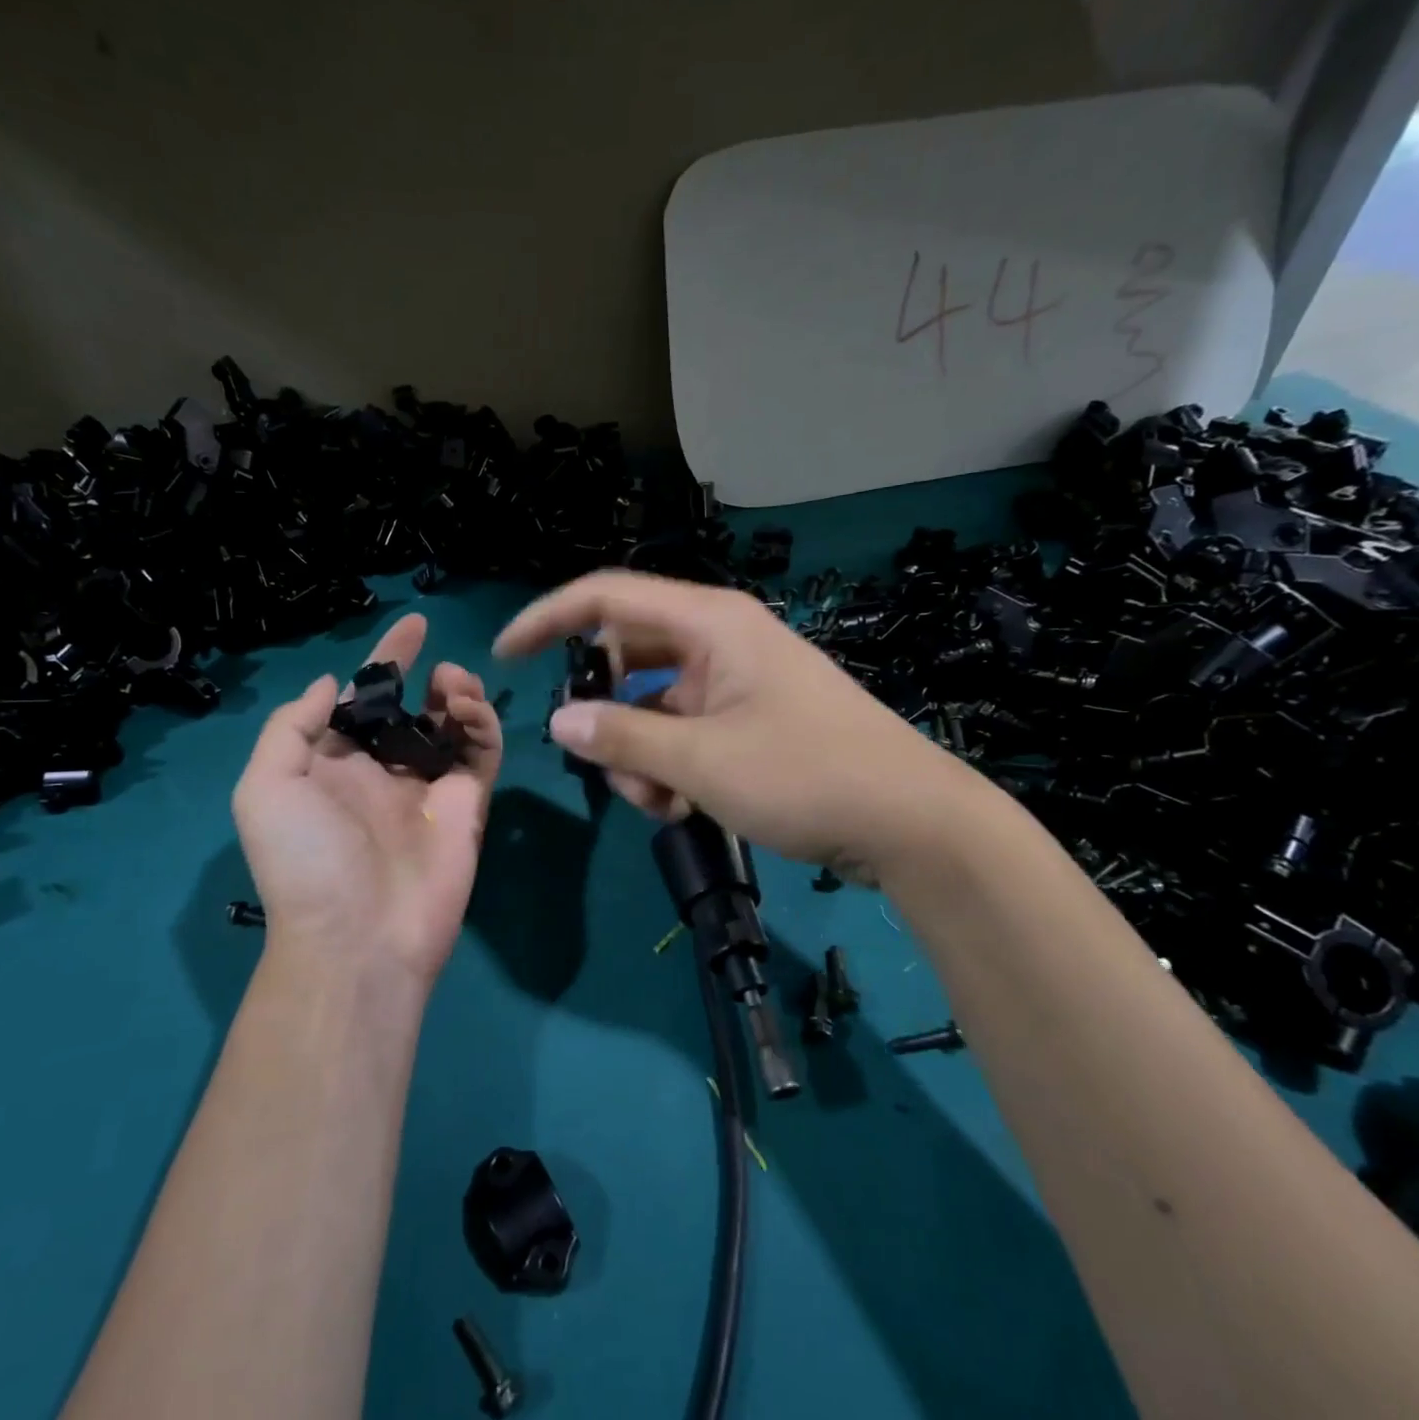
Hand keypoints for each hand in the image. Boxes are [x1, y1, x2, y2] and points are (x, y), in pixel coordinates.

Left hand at [232, 613, 502, 984]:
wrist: (360, 937)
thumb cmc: (306, 860)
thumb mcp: (265, 788)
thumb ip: (291, 726)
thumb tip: (333, 684)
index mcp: (336, 763)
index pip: (365, 699)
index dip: (387, 658)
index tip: (415, 624)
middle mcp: (384, 770)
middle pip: (416, 707)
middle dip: (432, 678)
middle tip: (444, 670)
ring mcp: (429, 788)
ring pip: (454, 726)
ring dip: (460, 695)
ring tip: (456, 687)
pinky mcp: (467, 805)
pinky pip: (481, 754)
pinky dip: (482, 725)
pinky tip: (469, 713)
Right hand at [493, 570, 990, 883]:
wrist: (912, 822)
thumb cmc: (807, 775)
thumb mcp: (701, 760)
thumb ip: (622, 737)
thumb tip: (560, 722)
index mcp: (710, 622)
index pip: (606, 597)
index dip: (549, 619)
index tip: (505, 655)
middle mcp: (720, 639)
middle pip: (627, 657)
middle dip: (605, 714)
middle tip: (605, 764)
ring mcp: (737, 681)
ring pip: (653, 703)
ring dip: (639, 752)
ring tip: (660, 803)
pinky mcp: (751, 719)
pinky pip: (685, 729)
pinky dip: (671, 764)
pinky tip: (685, 807)